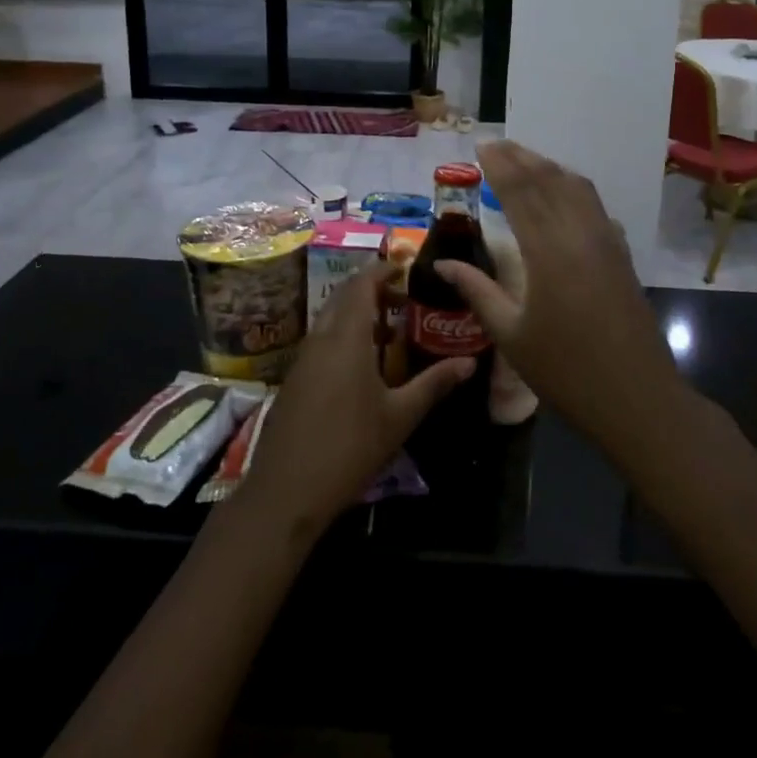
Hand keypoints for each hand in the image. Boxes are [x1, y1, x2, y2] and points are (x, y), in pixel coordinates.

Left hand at [241, 262, 473, 530]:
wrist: (286, 491)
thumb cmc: (350, 448)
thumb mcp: (399, 417)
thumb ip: (434, 384)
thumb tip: (469, 362)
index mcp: (347, 337)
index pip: (361, 285)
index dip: (381, 270)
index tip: (404, 266)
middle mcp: (321, 338)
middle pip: (343, 296)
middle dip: (371, 289)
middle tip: (403, 298)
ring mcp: (303, 358)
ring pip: (330, 318)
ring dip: (357, 313)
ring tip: (390, 330)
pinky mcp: (295, 378)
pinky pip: (321, 339)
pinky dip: (343, 334)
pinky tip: (362, 363)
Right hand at [434, 140, 678, 448]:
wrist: (637, 398)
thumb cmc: (566, 372)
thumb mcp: (511, 335)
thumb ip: (477, 291)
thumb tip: (442, 264)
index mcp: (548, 252)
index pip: (520, 193)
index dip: (500, 166)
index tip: (482, 146)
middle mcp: (579, 234)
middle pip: (549, 181)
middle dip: (521, 158)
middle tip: (497, 144)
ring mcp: (606, 241)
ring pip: (577, 188)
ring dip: (549, 168)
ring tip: (525, 160)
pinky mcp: (622, 254)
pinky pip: (595, 205)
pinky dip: (573, 188)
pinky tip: (564, 195)